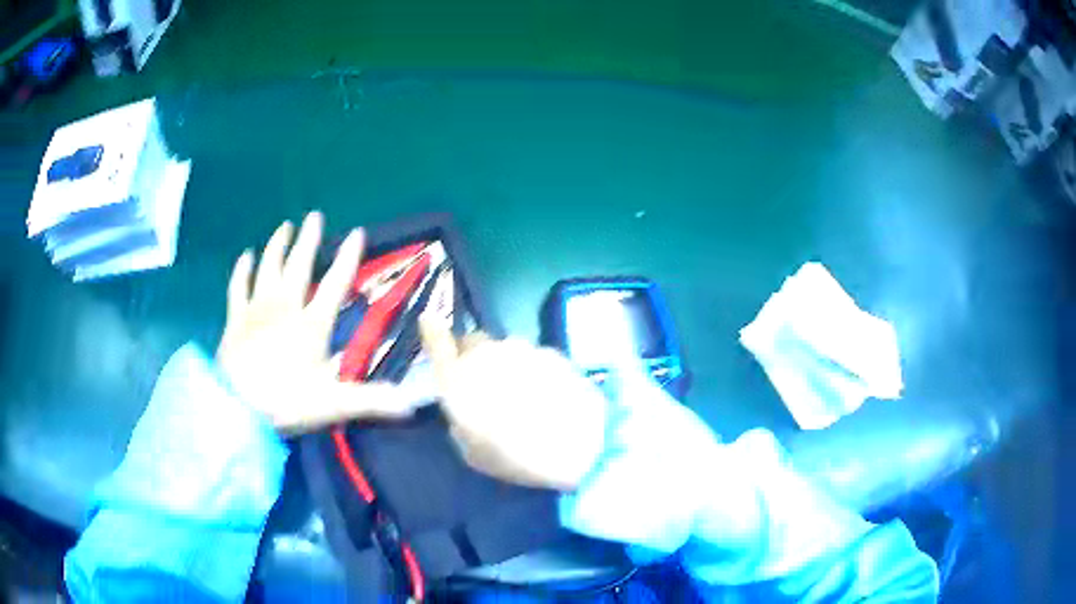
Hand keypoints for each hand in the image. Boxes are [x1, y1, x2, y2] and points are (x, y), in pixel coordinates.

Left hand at [217, 212, 412, 432]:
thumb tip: (411, 403)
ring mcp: (257, 310)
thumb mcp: (334, 404)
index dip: (348, 257)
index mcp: (312, 324)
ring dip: (278, 246)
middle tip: (314, 216)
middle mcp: (286, 308)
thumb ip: (372, 400)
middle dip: (309, 240)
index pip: (336, 284)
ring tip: (285, 227)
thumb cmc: (287, 402)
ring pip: (268, 269)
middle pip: (299, 266)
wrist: (238, 408)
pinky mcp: (235, 319)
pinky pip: (238, 287)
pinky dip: (242, 270)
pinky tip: (246, 255)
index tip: (357, 232)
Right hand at [419, 317, 607, 490]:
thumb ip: (461, 419)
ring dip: (508, 366)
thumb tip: (465, 407)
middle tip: (487, 386)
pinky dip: (536, 372)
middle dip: (475, 357)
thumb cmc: (515, 458)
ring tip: (525, 399)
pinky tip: (550, 397)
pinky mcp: (553, 353)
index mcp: (458, 379)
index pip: (437, 342)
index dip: (432, 331)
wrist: (576, 447)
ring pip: (506, 351)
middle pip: (474, 343)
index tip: (430, 321)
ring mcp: (523, 349)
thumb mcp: (472, 451)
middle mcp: (487, 355)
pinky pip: (534, 358)